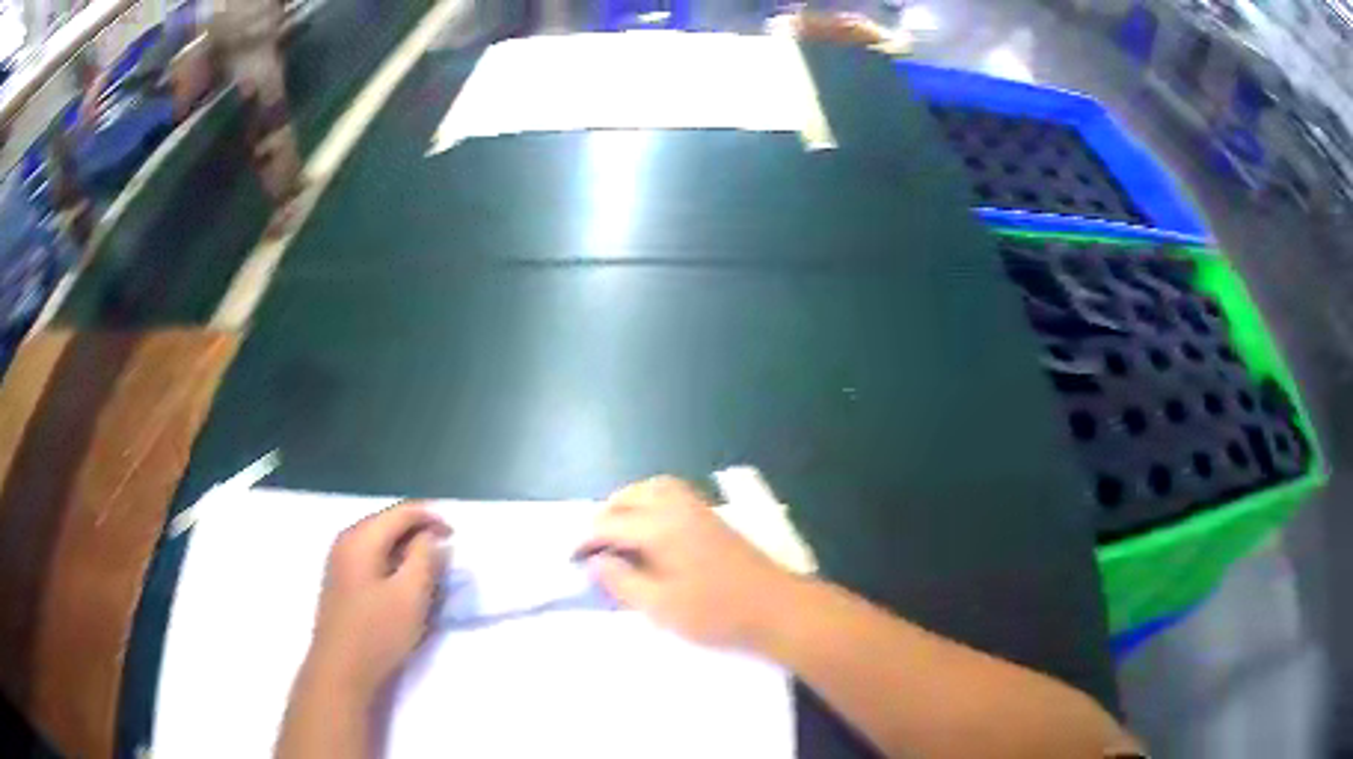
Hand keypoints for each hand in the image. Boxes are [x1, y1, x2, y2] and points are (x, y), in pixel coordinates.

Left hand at [307, 502, 450, 693]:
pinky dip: (392, 563)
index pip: (401, 512)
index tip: (456, 535)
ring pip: (379, 542)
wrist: (341, 670)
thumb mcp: (411, 595)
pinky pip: (371, 559)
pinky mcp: (341, 581)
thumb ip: (425, 558)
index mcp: (361, 538)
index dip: (431, 517)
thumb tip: (431, 537)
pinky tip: (404, 584)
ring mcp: (340, 561)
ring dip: (406, 550)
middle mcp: (346, 541)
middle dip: (418, 533)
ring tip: (429, 570)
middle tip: (445, 554)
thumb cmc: (378, 633)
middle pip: (387, 523)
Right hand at [579, 476, 797, 649]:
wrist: (776, 608)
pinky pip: (672, 496)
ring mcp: (699, 510)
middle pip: (631, 496)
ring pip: (653, 489)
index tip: (570, 559)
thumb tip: (595, 561)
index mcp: (661, 526)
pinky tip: (650, 533)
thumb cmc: (717, 612)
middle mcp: (678, 507)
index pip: (610, 523)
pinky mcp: (713, 520)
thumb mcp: (661, 606)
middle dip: (606, 516)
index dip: (585, 540)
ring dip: (629, 504)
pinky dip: (650, 504)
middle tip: (592, 546)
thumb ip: (622, 581)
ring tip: (617, 535)